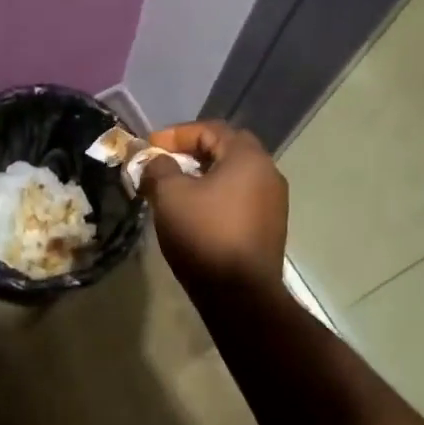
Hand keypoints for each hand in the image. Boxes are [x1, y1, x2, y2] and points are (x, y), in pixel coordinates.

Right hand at [140, 121, 287, 293]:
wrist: (240, 295)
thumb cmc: (204, 234)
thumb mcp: (170, 194)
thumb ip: (159, 168)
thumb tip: (156, 162)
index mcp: (248, 157)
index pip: (210, 129)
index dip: (176, 134)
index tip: (149, 148)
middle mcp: (268, 173)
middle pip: (226, 149)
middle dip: (191, 152)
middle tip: (164, 163)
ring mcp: (273, 202)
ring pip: (233, 175)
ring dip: (203, 175)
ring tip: (175, 188)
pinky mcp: (270, 227)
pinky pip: (239, 198)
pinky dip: (216, 196)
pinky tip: (195, 212)